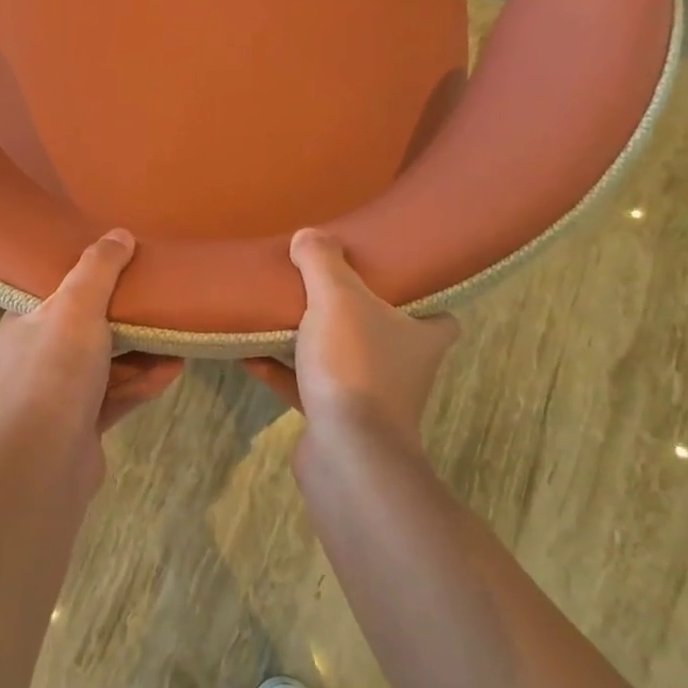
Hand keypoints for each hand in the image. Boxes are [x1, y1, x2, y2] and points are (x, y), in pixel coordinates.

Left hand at [0, 230, 182, 451]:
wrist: (49, 458)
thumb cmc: (56, 370)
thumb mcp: (77, 306)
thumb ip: (98, 268)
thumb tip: (119, 235)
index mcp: (22, 327)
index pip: (50, 293)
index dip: (81, 278)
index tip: (114, 265)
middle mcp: (36, 360)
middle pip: (84, 330)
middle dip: (123, 319)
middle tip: (154, 301)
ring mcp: (59, 396)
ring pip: (105, 366)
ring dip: (140, 354)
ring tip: (176, 337)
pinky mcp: (81, 425)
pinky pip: (116, 396)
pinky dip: (142, 383)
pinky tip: (173, 371)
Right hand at [244, 228, 458, 445]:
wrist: (346, 452)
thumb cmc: (355, 366)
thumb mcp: (337, 299)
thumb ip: (322, 263)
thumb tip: (308, 235)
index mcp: (422, 336)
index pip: (439, 312)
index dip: (418, 293)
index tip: (386, 274)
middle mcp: (404, 368)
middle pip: (381, 332)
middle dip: (352, 314)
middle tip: (322, 286)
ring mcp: (370, 399)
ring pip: (340, 360)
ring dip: (310, 342)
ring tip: (276, 314)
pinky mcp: (338, 422)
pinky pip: (307, 387)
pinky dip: (281, 372)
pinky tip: (249, 355)